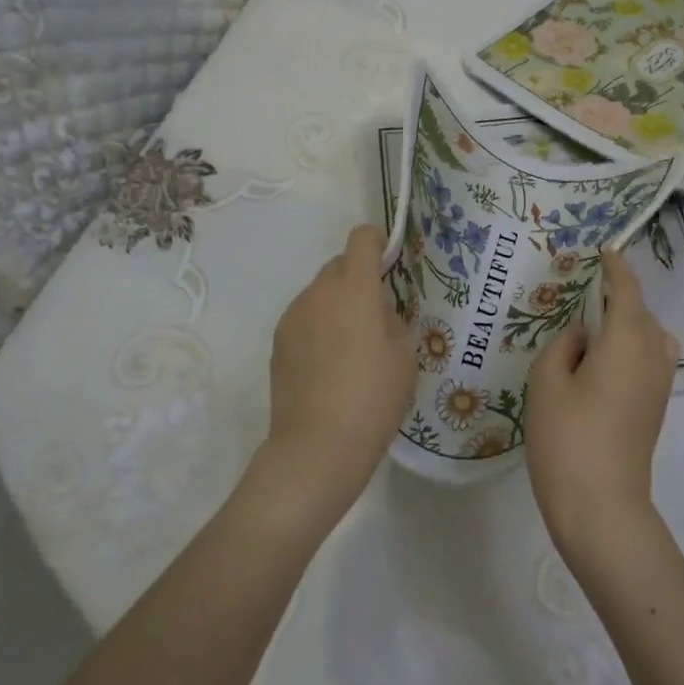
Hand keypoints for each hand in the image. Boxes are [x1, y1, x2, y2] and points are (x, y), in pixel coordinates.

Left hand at [259, 224, 415, 523]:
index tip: (389, 262)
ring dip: (336, 304)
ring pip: (320, 293)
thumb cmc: (373, 397)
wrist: (317, 445)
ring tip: (350, 346)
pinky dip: (318, 325)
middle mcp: (319, 292)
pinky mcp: (278, 340)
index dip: (377, 242)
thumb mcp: (404, 354)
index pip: (361, 239)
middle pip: (339, 265)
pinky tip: (328, 364)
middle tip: (374, 315)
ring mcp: (293, 315)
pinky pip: (305, 317)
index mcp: (355, 288)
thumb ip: (391, 317)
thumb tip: (376, 308)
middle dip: (357, 278)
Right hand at [524, 252, 678, 561]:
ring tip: (595, 328)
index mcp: (625, 342)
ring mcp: (659, 384)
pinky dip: (634, 345)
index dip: (616, 269)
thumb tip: (583, 334)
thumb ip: (563, 345)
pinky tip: (604, 361)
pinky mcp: (656, 406)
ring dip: (629, 323)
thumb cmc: (567, 439)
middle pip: (641, 312)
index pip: (626, 292)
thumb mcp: (547, 383)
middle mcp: (651, 356)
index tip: (605, 252)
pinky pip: (651, 358)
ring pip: (651, 336)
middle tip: (585, 292)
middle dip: (619, 296)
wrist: (601, 506)